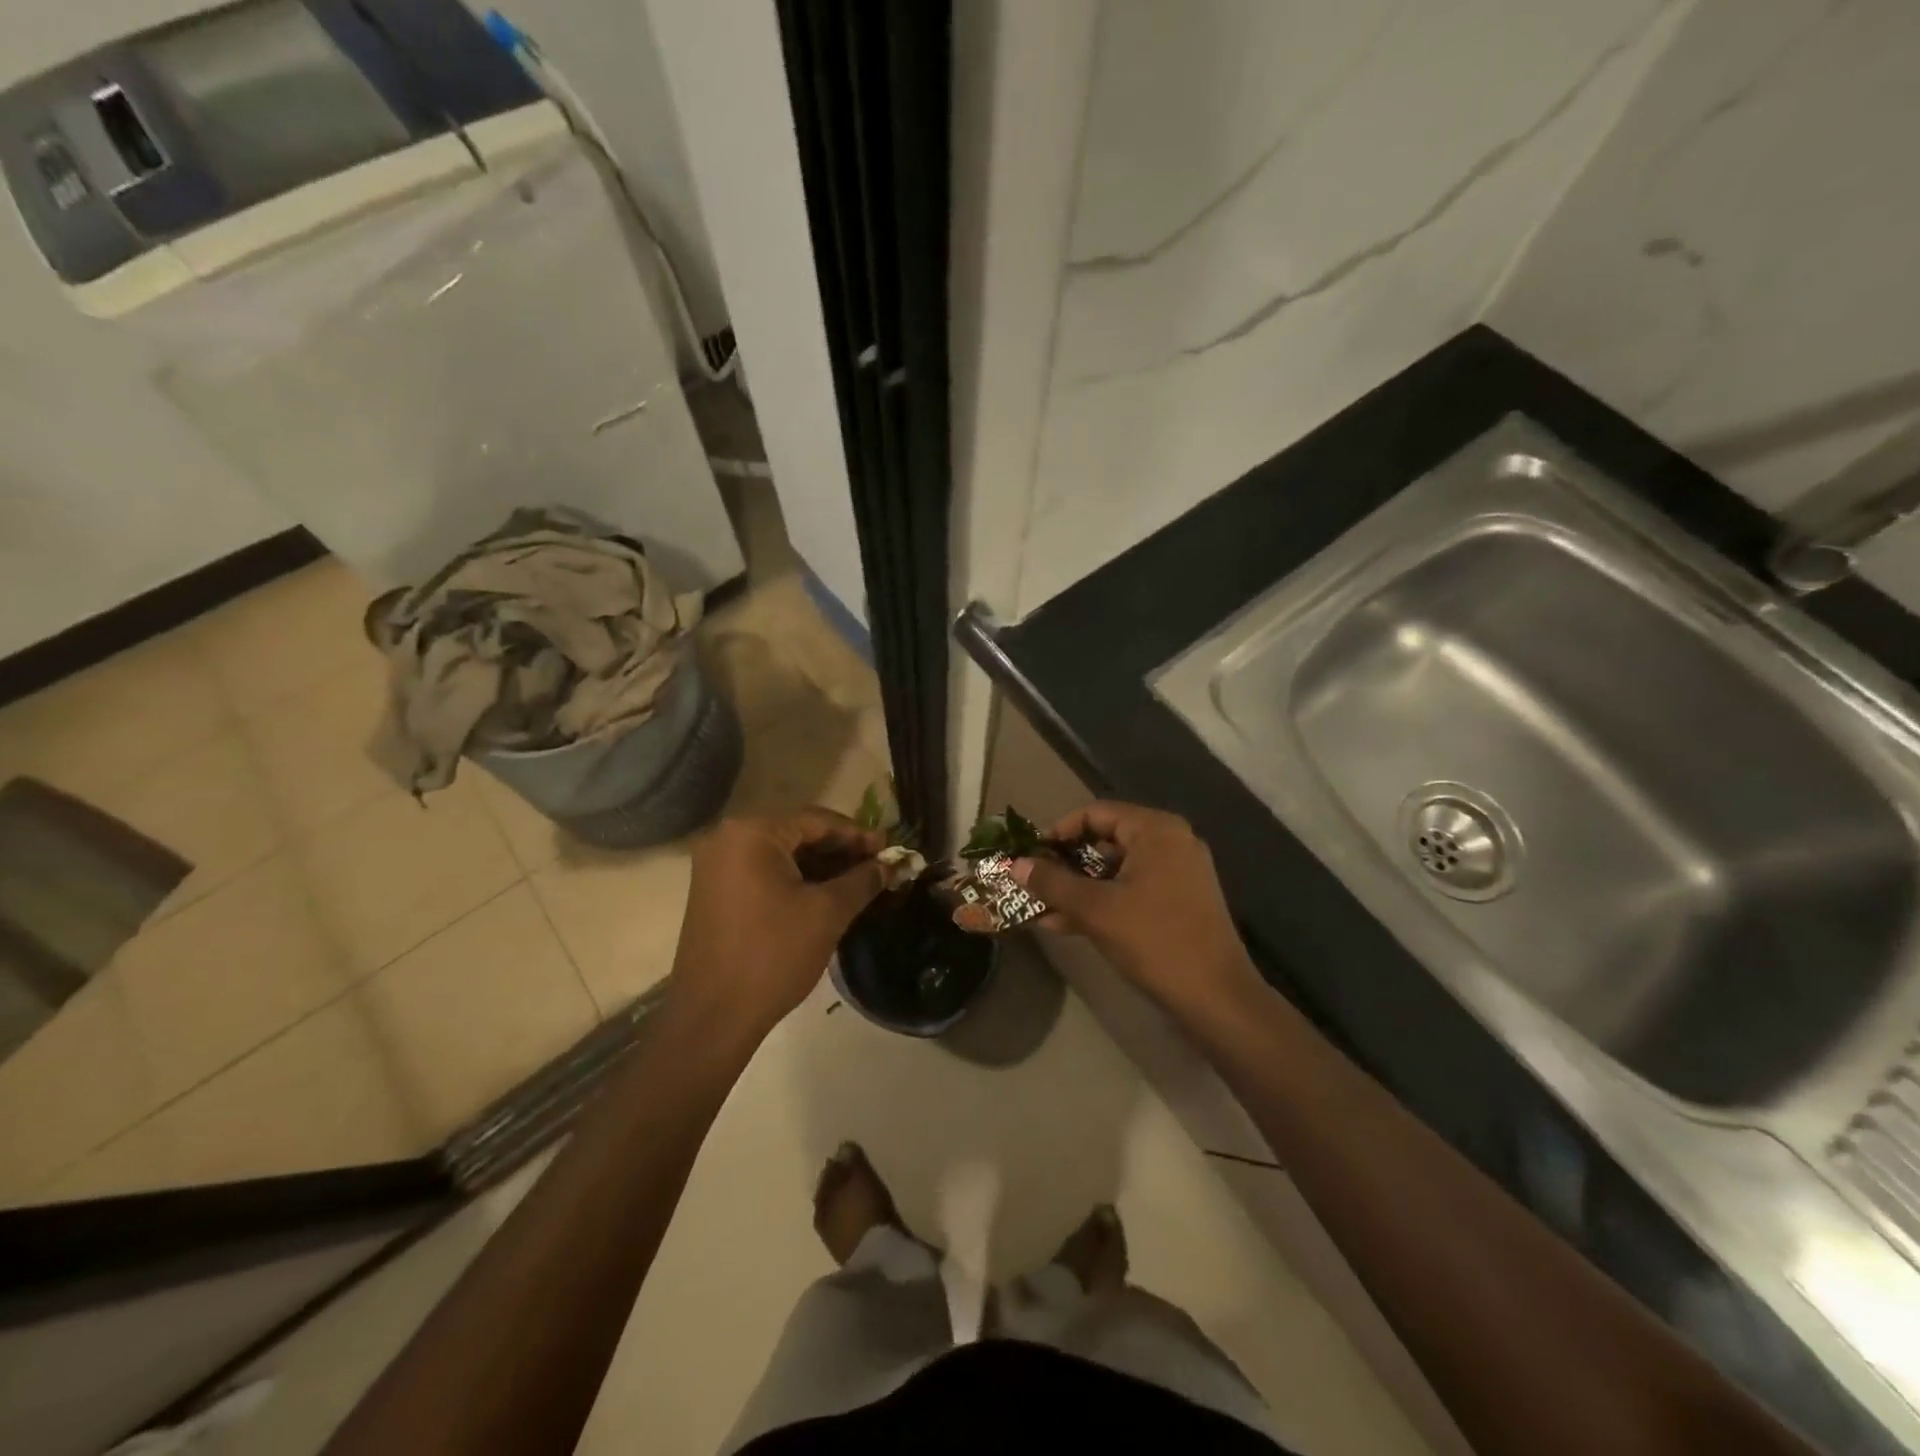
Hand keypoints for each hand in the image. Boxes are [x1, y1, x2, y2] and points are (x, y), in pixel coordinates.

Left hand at [670, 809, 884, 1040]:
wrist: (713, 1017)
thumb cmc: (773, 955)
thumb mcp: (827, 913)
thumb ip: (863, 880)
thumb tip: (891, 864)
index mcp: (752, 833)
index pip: (817, 821)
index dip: (858, 835)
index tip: (890, 849)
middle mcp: (728, 839)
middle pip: (798, 834)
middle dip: (840, 851)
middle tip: (878, 866)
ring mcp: (716, 867)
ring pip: (782, 855)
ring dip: (820, 867)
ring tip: (859, 883)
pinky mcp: (715, 892)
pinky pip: (764, 873)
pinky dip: (796, 880)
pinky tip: (826, 895)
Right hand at [1013, 801, 1262, 1017]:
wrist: (1217, 998)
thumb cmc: (1154, 940)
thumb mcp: (1095, 909)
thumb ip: (1052, 883)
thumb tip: (1014, 864)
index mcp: (1156, 830)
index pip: (1095, 813)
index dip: (1058, 832)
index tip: (1031, 856)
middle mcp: (1171, 842)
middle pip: (1106, 840)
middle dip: (1066, 864)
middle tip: (1034, 883)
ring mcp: (1179, 873)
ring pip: (1117, 869)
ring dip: (1080, 887)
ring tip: (1043, 909)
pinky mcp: (1181, 901)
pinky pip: (1132, 889)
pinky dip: (1103, 901)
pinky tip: (1068, 924)